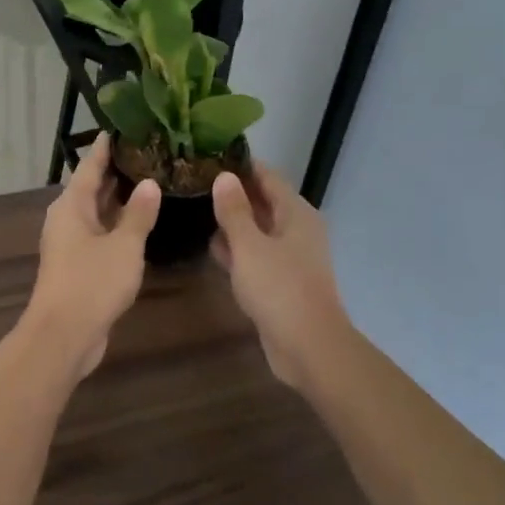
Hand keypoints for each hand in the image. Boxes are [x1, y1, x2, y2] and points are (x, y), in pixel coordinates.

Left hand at [23, 136, 160, 379]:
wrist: (64, 335)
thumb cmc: (92, 283)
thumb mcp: (124, 246)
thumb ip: (138, 214)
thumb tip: (150, 184)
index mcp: (71, 206)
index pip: (90, 167)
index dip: (105, 148)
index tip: (121, 127)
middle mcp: (67, 219)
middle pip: (91, 188)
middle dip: (116, 171)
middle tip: (146, 152)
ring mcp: (71, 244)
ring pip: (97, 212)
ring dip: (118, 199)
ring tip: (149, 180)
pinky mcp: (78, 265)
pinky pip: (100, 233)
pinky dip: (118, 224)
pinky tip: (140, 222)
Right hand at [211, 167, 348, 390]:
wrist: (308, 347)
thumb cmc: (279, 288)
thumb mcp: (249, 245)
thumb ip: (234, 210)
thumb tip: (224, 177)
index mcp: (296, 213)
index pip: (268, 176)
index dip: (241, 166)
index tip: (210, 157)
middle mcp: (297, 230)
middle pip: (264, 202)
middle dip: (234, 194)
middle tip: (196, 184)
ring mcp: (291, 258)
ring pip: (258, 231)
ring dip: (234, 224)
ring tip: (197, 211)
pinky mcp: (282, 282)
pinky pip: (257, 256)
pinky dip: (239, 251)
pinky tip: (213, 250)